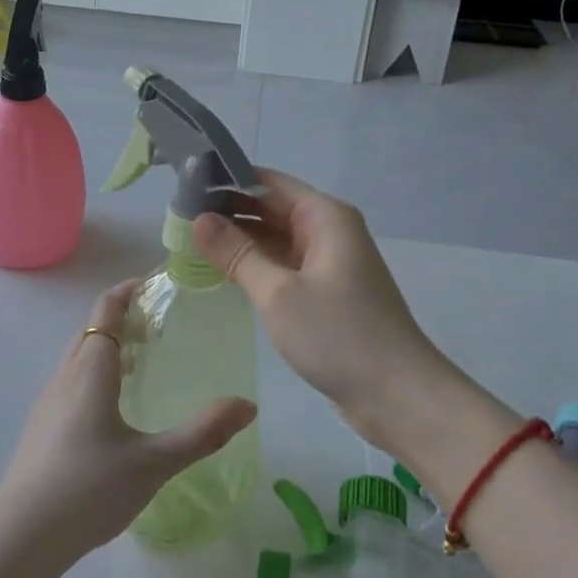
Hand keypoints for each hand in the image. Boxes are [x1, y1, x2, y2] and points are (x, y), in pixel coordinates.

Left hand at [0, 281, 256, 563]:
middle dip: (120, 318)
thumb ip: (202, 433)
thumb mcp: (154, 462)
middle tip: (156, 327)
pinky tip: (111, 410)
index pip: (106, 310)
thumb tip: (247, 405)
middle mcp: (65, 375)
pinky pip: (70, 381)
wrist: (22, 536)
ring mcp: (48, 401)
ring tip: (140, 366)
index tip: (153, 286)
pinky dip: (93, 373)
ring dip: (106, 347)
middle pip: (91, 329)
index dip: (127, 291)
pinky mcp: (40, 427)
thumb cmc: (90, 489)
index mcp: (91, 370)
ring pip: (78, 356)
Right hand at [194, 170, 455, 451]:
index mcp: (325, 217)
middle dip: (229, 211)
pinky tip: (222, 270)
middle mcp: (329, 231)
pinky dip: (255, 264)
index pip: (268, 182)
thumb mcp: (279, 293)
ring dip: (239, 240)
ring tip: (190, 240)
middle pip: (271, 208)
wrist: (399, 397)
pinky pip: (284, 265)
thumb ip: (237, 253)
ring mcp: (329, 263)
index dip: (228, 180)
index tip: (186, 185)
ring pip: (275, 238)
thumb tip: (200, 219)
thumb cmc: (339, 335)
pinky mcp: (326, 292)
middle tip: (178, 217)